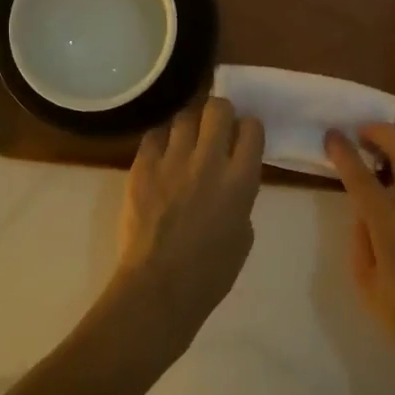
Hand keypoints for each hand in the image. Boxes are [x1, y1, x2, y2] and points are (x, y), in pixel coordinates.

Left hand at [109, 98, 264, 359]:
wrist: (158, 287)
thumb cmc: (210, 272)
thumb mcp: (243, 234)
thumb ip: (240, 196)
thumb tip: (229, 180)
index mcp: (240, 179)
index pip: (252, 127)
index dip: (248, 128)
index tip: (242, 136)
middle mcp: (208, 159)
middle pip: (218, 107)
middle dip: (220, 111)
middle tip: (216, 127)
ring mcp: (172, 159)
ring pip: (184, 116)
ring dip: (190, 125)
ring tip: (186, 141)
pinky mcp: (142, 165)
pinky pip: (154, 135)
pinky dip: (162, 141)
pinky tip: (162, 156)